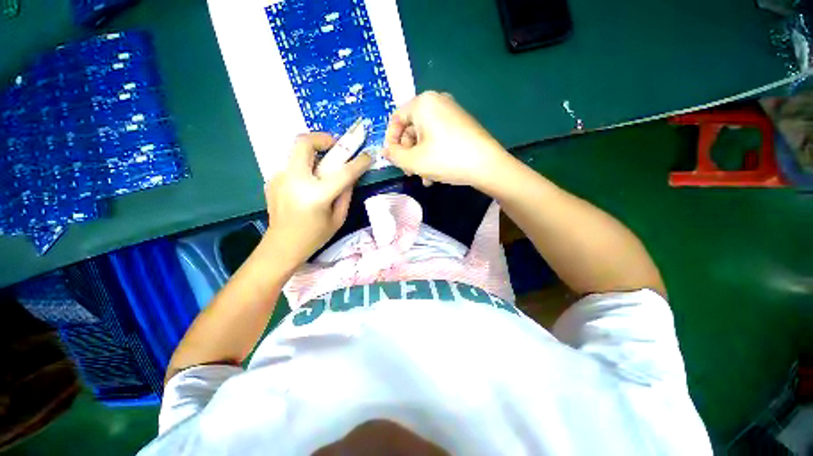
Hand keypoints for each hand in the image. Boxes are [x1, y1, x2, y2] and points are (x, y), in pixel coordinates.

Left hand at [263, 133, 370, 267]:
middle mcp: (294, 180)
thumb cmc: (314, 237)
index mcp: (316, 195)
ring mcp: (280, 178)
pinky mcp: (273, 180)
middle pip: (304, 143)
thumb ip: (346, 194)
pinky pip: (292, 166)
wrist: (281, 247)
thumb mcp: (338, 218)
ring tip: (323, 169)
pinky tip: (308, 185)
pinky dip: (305, 168)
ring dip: (313, 154)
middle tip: (335, 146)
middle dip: (322, 138)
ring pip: (296, 152)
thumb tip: (351, 176)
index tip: (367, 156)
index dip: (359, 162)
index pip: (343, 172)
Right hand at [383, 91, 509, 188]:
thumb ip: (394, 155)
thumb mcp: (414, 161)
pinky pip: (438, 138)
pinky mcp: (461, 124)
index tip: (393, 159)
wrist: (487, 165)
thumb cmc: (446, 159)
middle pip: (411, 129)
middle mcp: (437, 102)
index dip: (391, 140)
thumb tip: (385, 151)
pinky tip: (434, 175)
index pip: (396, 118)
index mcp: (423, 103)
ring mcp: (451, 112)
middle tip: (409, 172)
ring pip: (425, 136)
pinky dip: (432, 154)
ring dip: (420, 158)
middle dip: (408, 153)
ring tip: (423, 178)